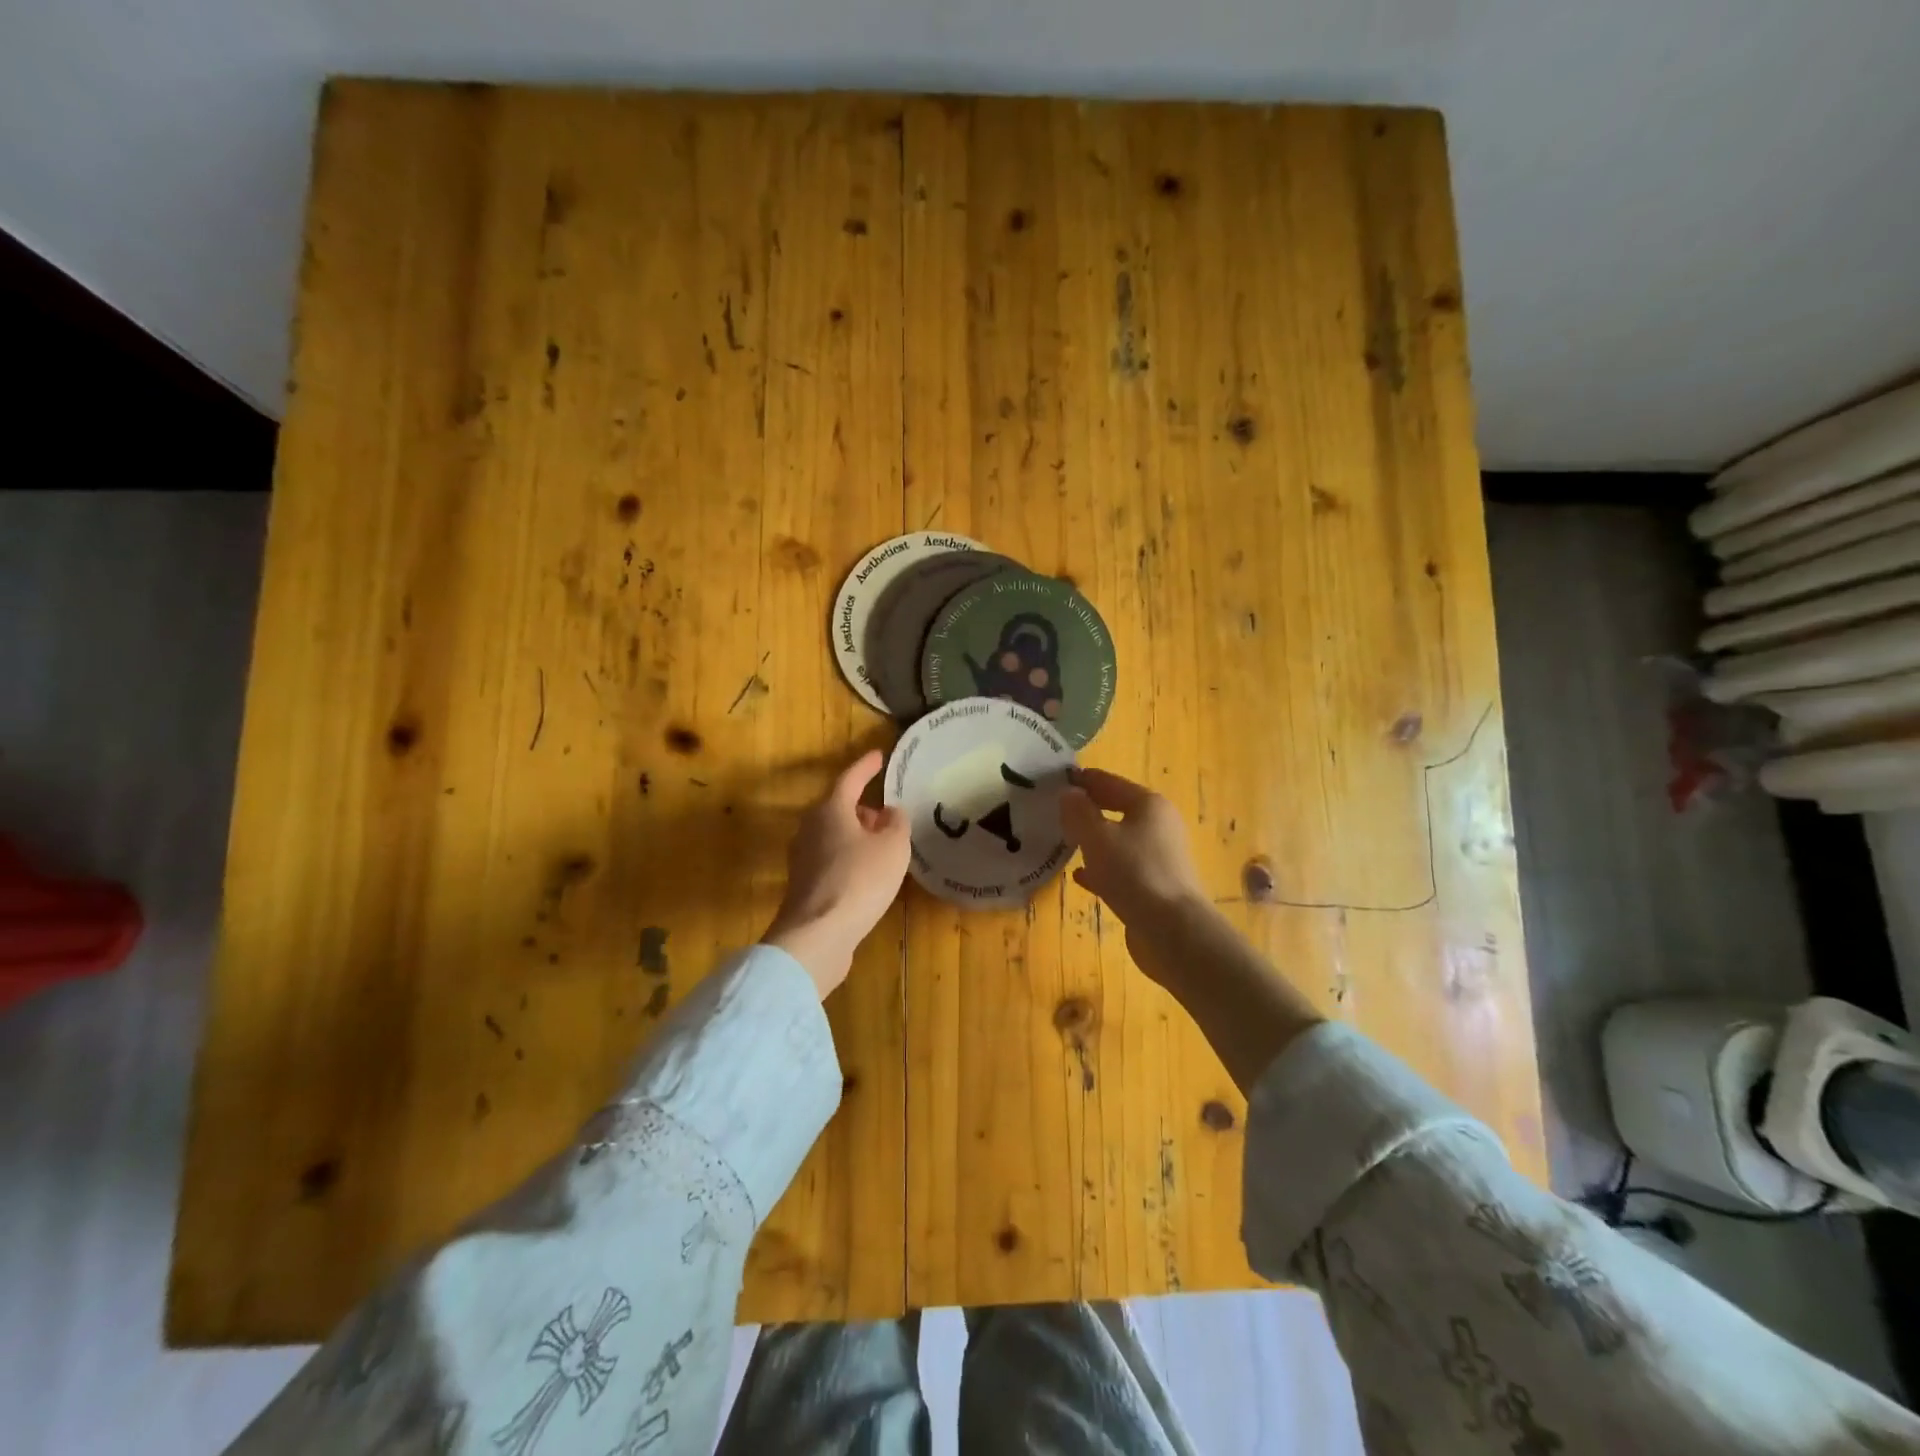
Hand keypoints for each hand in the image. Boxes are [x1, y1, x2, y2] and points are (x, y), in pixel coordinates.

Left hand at [763, 749, 910, 997]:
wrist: (817, 936)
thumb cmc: (859, 881)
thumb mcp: (893, 847)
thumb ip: (897, 823)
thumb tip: (890, 813)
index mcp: (830, 810)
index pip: (850, 779)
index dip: (867, 767)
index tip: (879, 756)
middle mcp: (810, 829)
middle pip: (839, 808)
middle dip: (863, 807)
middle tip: (887, 814)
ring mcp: (803, 859)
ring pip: (835, 835)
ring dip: (858, 835)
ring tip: (883, 846)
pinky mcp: (805, 886)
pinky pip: (832, 860)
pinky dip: (851, 859)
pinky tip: (868, 874)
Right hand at [1059, 767, 1205, 925]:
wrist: (1172, 929)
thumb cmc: (1133, 872)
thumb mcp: (1096, 837)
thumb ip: (1079, 812)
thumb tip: (1069, 793)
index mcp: (1149, 805)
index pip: (1110, 782)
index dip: (1084, 779)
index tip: (1058, 778)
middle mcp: (1159, 825)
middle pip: (1118, 809)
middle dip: (1089, 809)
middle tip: (1058, 809)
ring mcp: (1160, 857)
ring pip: (1120, 840)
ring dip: (1094, 839)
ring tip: (1066, 840)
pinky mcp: (1155, 885)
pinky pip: (1123, 868)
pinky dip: (1102, 867)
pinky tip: (1080, 876)